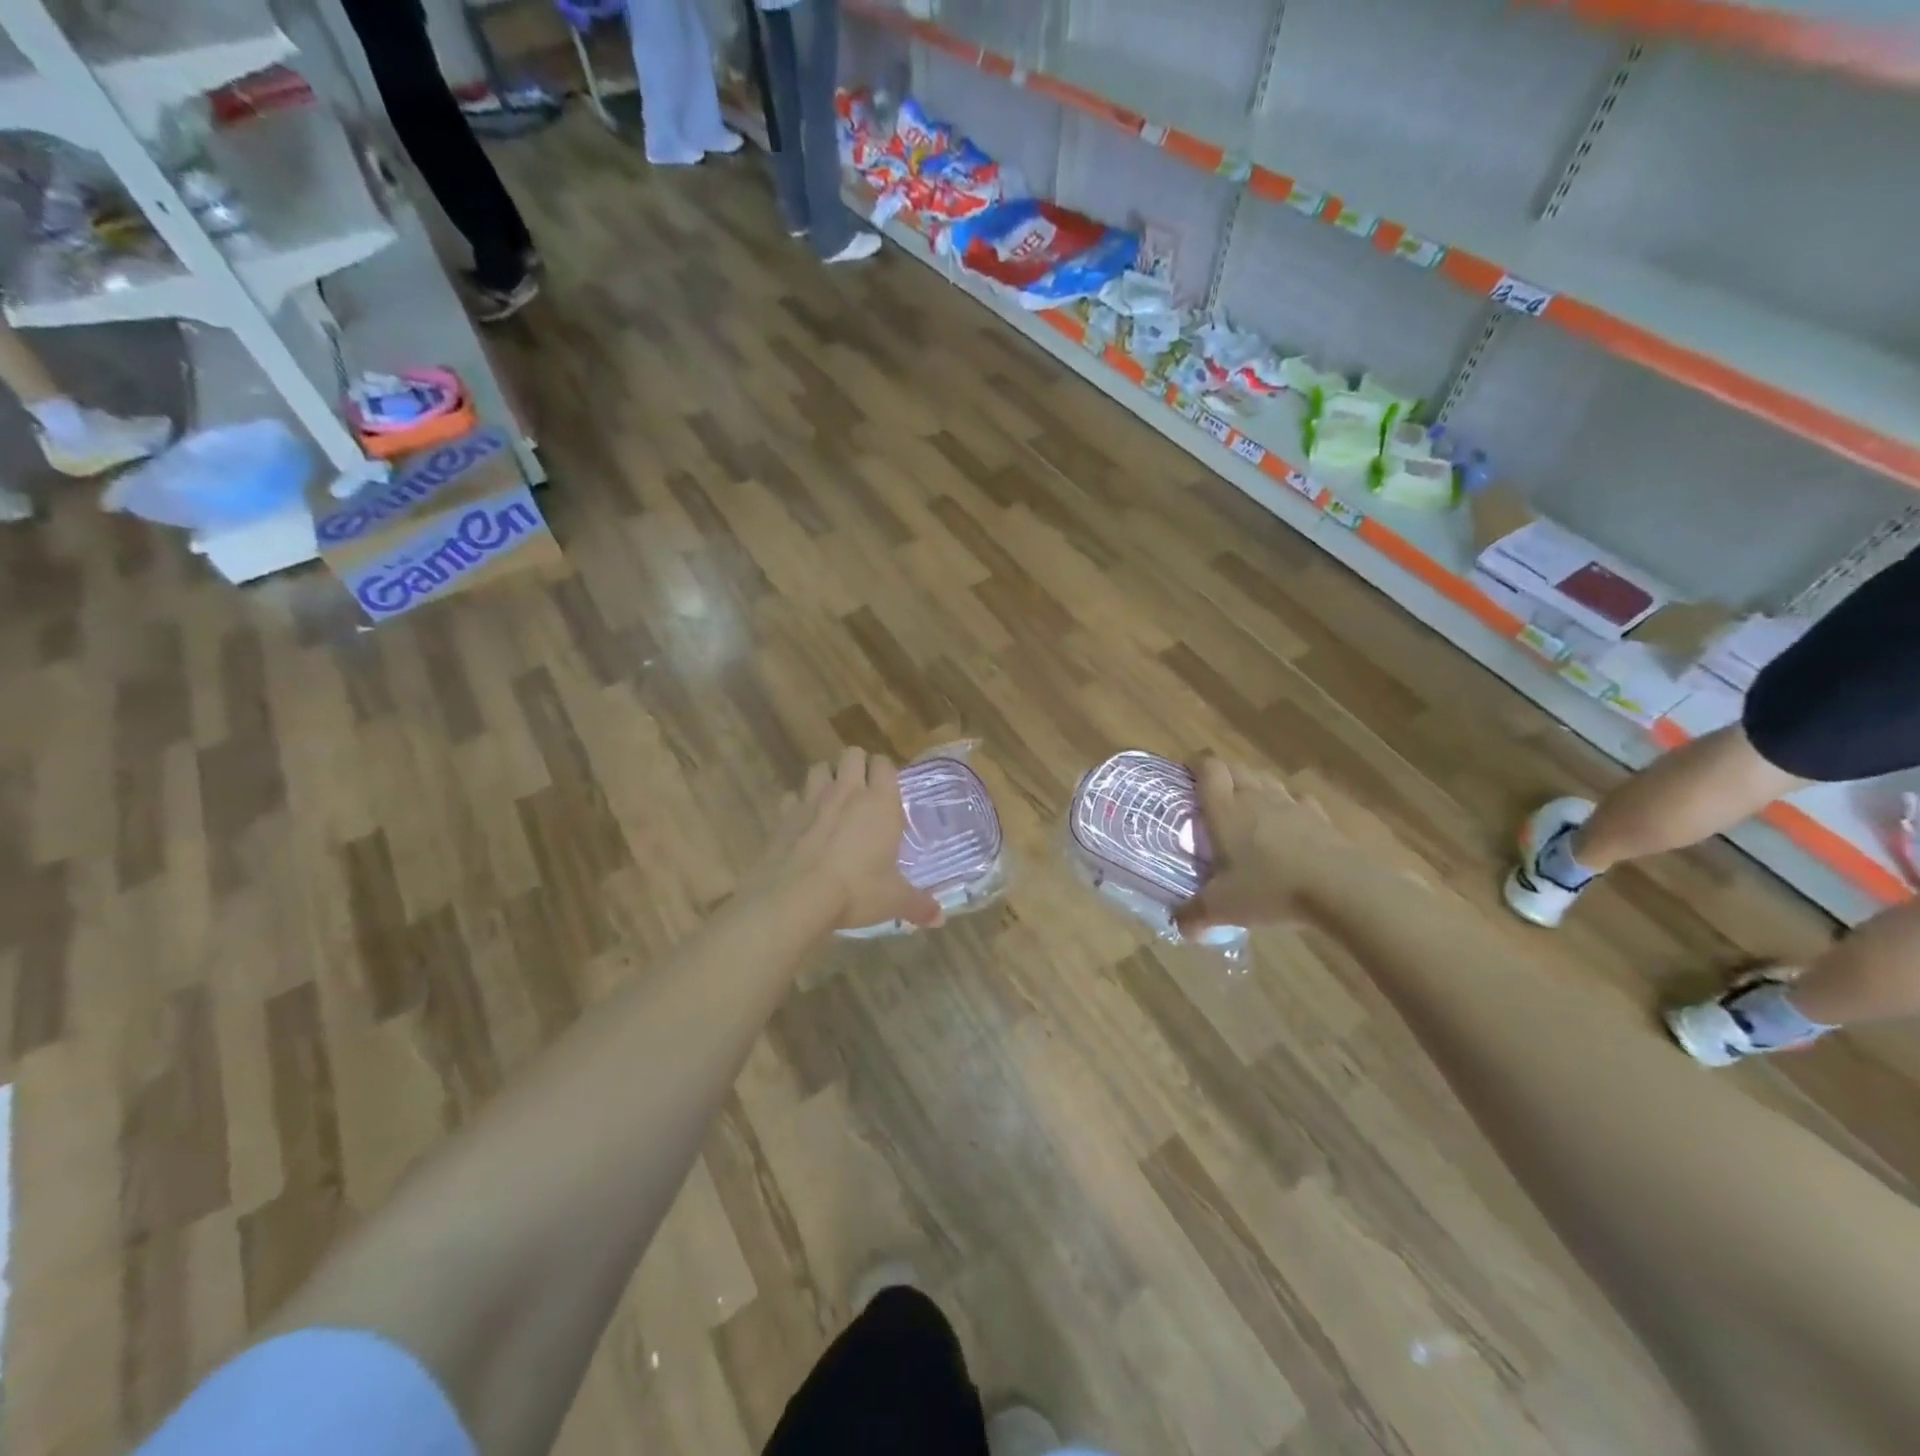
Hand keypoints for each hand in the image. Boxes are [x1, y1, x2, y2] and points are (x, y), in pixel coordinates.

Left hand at [755, 747, 941, 932]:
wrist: (796, 898)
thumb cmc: (856, 892)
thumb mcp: (893, 900)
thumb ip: (918, 904)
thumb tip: (939, 917)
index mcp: (880, 803)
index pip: (885, 764)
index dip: (886, 771)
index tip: (888, 788)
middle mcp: (847, 792)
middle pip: (852, 754)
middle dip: (857, 765)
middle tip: (862, 790)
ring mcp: (811, 800)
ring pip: (819, 768)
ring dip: (826, 778)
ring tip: (832, 799)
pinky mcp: (784, 816)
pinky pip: (791, 797)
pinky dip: (797, 805)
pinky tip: (802, 822)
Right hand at [1175, 757, 1356, 934]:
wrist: (1341, 888)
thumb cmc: (1270, 889)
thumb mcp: (1223, 907)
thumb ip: (1194, 915)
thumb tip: (1178, 926)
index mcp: (1226, 810)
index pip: (1208, 768)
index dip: (1195, 763)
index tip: (1186, 772)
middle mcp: (1256, 797)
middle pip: (1237, 768)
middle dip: (1222, 774)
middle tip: (1212, 795)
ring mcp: (1291, 805)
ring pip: (1267, 780)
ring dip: (1254, 786)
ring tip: (1247, 807)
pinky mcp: (1320, 818)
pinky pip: (1299, 800)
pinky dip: (1289, 805)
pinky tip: (1289, 823)